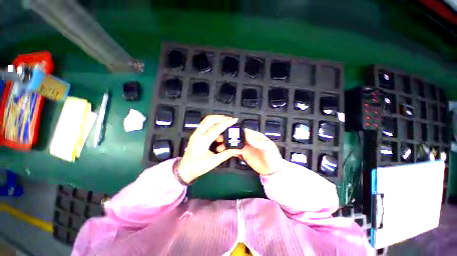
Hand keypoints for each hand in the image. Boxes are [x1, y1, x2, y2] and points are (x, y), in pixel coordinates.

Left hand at [178, 115, 241, 182]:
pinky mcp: (196, 134)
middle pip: (210, 119)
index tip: (234, 120)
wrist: (184, 169)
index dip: (227, 123)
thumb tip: (236, 149)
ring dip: (217, 119)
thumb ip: (226, 154)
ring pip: (207, 120)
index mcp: (203, 141)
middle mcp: (198, 134)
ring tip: (226, 123)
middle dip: (221, 117)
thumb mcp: (214, 162)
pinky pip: (206, 124)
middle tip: (230, 119)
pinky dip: (214, 123)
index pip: (217, 128)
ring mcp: (196, 133)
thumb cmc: (197, 167)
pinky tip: (219, 129)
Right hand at [216, 128, 283, 175]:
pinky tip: (224, 153)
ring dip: (227, 145)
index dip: (235, 131)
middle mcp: (248, 140)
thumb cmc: (272, 156)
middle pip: (236, 137)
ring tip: (219, 148)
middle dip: (228, 137)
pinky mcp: (243, 155)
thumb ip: (258, 141)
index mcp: (254, 136)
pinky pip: (235, 152)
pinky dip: (229, 152)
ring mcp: (245, 148)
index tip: (226, 131)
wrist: (272, 170)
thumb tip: (246, 135)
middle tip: (219, 139)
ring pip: (234, 144)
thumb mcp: (268, 147)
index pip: (243, 131)